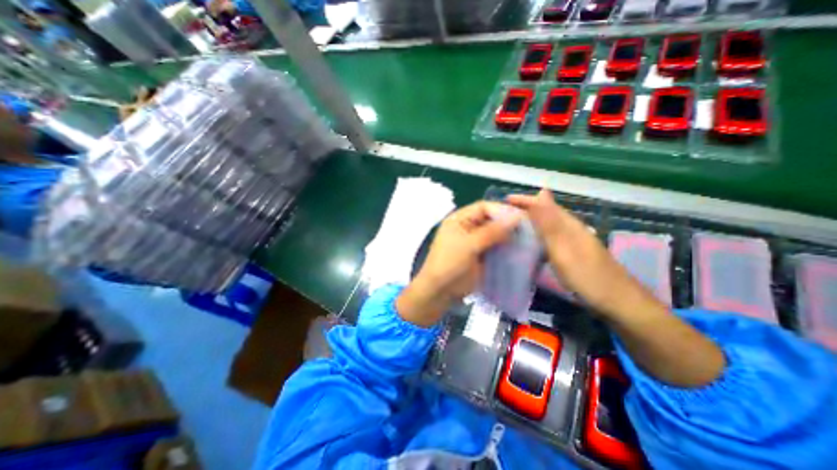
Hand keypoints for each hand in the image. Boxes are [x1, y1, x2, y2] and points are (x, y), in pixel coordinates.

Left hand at [396, 202, 521, 325]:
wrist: (439, 291)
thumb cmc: (449, 263)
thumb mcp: (469, 245)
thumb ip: (492, 231)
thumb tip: (516, 217)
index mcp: (460, 219)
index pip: (484, 207)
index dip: (502, 210)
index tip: (521, 217)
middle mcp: (468, 228)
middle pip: (491, 220)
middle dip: (508, 224)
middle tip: (529, 229)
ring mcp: (475, 242)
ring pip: (495, 234)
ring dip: (509, 237)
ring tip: (528, 240)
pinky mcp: (481, 256)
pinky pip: (496, 248)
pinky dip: (506, 249)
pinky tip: (520, 251)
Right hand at [507, 189, 642, 317]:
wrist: (617, 303)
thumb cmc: (587, 276)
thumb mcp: (564, 248)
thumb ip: (549, 224)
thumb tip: (540, 193)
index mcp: (569, 225)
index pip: (544, 205)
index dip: (526, 200)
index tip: (506, 199)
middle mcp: (571, 229)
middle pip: (546, 212)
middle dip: (526, 208)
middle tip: (505, 212)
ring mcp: (572, 242)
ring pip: (548, 225)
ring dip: (531, 221)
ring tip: (512, 224)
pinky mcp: (571, 254)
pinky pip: (549, 238)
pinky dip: (537, 236)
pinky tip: (530, 242)